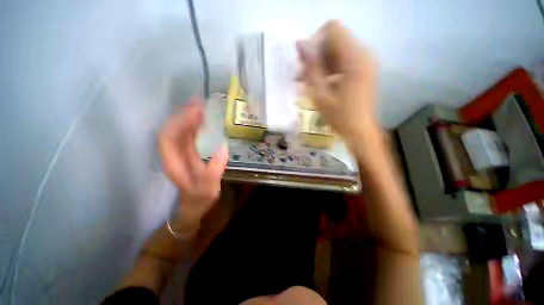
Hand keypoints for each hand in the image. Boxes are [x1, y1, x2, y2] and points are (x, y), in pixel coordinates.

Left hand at [159, 97, 228, 232]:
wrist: (194, 204)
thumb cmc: (200, 197)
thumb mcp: (209, 187)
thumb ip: (215, 169)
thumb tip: (223, 147)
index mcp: (174, 163)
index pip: (169, 137)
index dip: (179, 122)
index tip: (196, 112)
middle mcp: (172, 155)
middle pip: (172, 130)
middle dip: (183, 114)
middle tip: (199, 103)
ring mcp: (178, 153)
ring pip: (178, 131)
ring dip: (187, 117)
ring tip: (200, 106)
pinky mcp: (186, 152)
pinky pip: (187, 135)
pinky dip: (193, 125)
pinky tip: (202, 120)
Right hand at [297, 21, 378, 143]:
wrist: (360, 131)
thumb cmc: (340, 117)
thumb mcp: (321, 95)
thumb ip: (311, 68)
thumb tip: (300, 44)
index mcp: (355, 58)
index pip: (332, 29)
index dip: (314, 42)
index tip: (304, 62)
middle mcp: (364, 54)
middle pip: (335, 39)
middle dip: (316, 54)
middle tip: (302, 75)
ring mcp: (365, 61)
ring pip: (337, 50)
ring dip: (320, 63)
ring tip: (306, 81)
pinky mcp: (363, 69)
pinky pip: (342, 60)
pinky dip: (328, 68)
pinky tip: (318, 83)